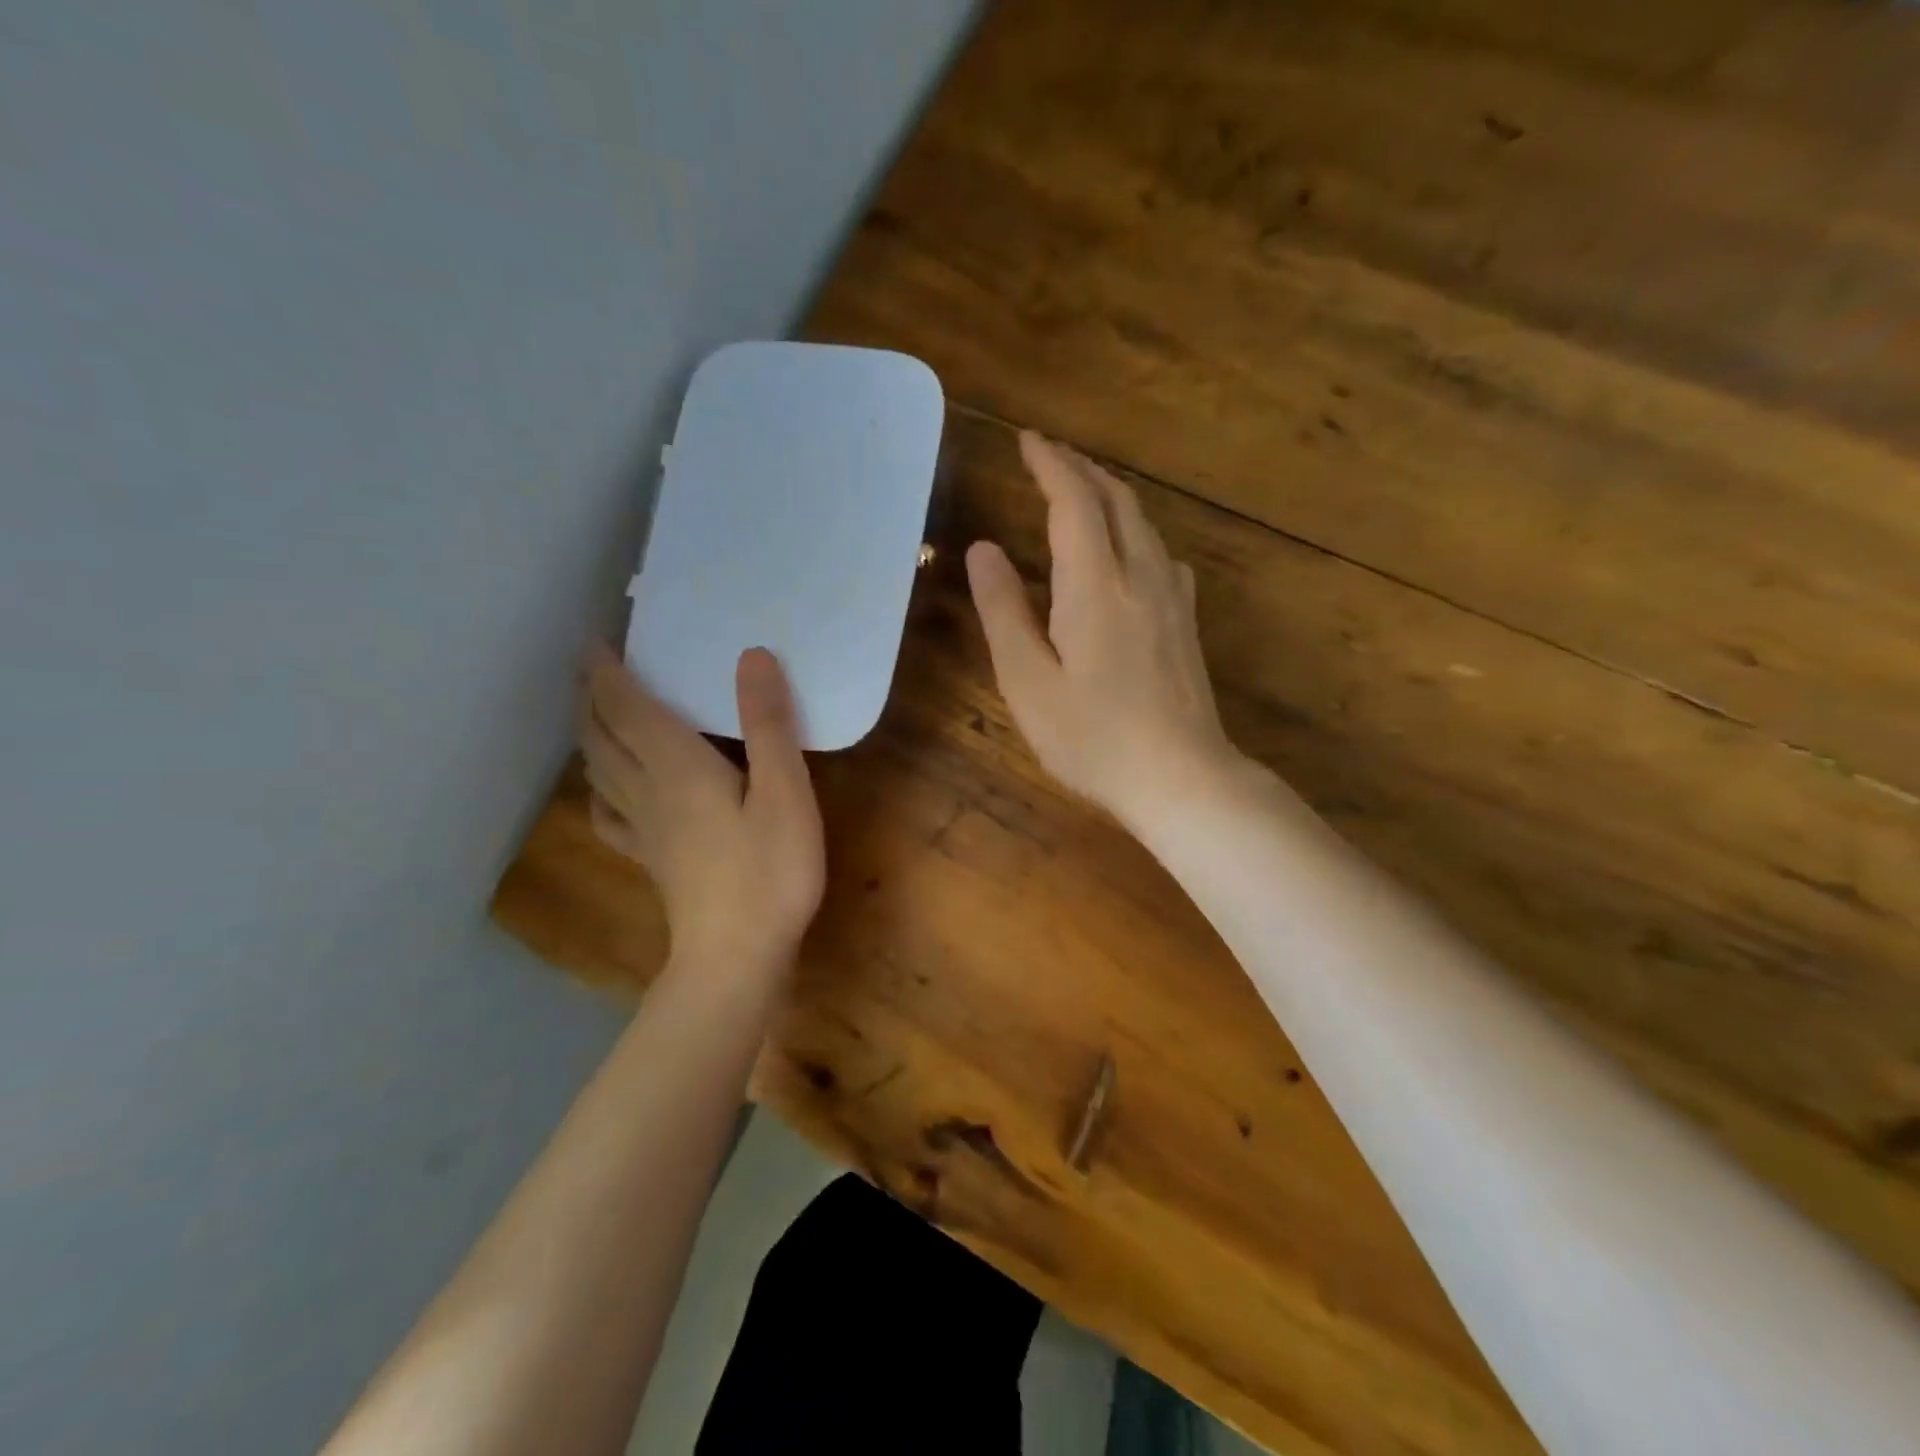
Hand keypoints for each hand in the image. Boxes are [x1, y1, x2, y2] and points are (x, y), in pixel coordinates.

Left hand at [580, 644, 824, 977]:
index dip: (605, 671)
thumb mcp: (785, 792)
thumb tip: (751, 656)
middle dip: (590, 697)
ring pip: (599, 770)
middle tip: (589, 668)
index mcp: (677, 766)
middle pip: (602, 735)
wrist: (736, 959)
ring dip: (590, 735)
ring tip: (592, 715)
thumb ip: (768, 725)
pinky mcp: (651, 859)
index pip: (625, 707)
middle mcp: (648, 790)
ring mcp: (644, 829)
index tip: (593, 640)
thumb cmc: (769, 872)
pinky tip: (606, 793)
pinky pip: (609, 815)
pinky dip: (599, 791)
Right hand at [966, 431, 1240, 829]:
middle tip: (1049, 455)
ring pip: (1143, 523)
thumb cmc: (1093, 738)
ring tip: (1082, 491)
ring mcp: (1173, 599)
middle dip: (1081, 469)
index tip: (1026, 439)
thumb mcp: (1028, 681)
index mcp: (1095, 585)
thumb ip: (1003, 611)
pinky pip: (1160, 552)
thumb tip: (982, 549)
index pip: (1074, 501)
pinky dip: (1134, 530)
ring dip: (1110, 495)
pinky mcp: (1187, 623)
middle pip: (1116, 500)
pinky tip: (1128, 551)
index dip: (1050, 463)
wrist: (1181, 777)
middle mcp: (1141, 576)